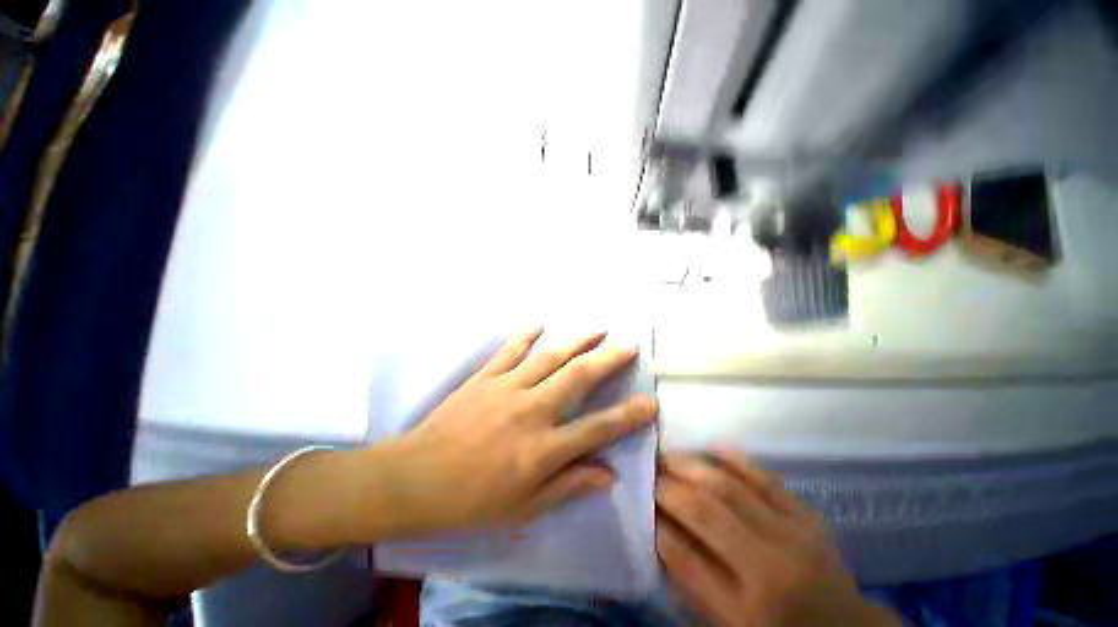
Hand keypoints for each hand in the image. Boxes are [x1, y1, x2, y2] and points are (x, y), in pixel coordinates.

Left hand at [381, 329, 656, 536]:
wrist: (415, 479)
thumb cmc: (471, 501)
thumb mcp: (523, 507)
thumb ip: (568, 486)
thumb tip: (607, 475)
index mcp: (541, 450)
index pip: (596, 429)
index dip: (627, 417)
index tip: (650, 402)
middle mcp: (530, 411)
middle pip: (578, 378)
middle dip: (608, 360)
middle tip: (629, 345)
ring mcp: (506, 388)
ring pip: (549, 356)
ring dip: (576, 340)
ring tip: (597, 328)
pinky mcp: (484, 377)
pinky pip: (509, 350)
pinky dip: (525, 335)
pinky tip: (539, 324)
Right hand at [656, 452, 900, 626]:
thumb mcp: (727, 625)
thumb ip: (689, 579)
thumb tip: (656, 529)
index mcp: (745, 611)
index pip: (684, 556)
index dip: (654, 523)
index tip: (637, 501)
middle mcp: (770, 569)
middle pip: (704, 512)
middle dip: (667, 486)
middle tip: (646, 470)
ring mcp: (794, 535)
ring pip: (729, 486)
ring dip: (690, 465)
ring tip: (666, 455)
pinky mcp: (808, 515)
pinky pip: (764, 477)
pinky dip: (733, 457)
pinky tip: (709, 448)